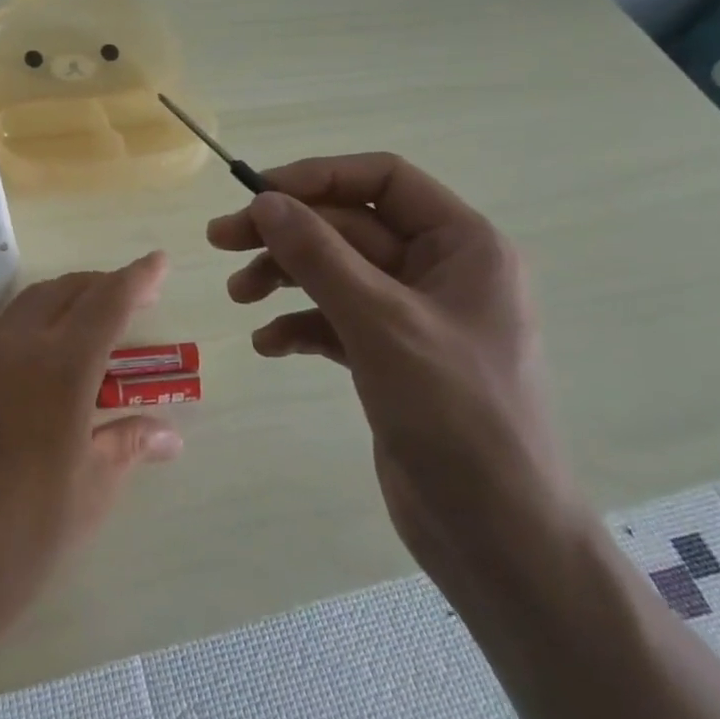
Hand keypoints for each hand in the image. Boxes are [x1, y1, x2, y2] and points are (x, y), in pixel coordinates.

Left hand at [0, 253, 182, 632]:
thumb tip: (169, 433)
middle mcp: (20, 352)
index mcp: (59, 370)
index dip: (137, 280)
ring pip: (33, 305)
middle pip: (65, 292)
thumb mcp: (90, 492)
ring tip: (103, 320)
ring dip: (69, 298)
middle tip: (138, 297)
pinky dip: (44, 322)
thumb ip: (128, 446)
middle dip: (103, 284)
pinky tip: (60, 358)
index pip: (105, 305)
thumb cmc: (23, 536)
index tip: (160, 261)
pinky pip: (13, 331)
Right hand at [207, 155, 586, 582]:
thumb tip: (265, 201)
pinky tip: (269, 344)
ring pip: (336, 272)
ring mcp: (413, 316)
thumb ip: (320, 256)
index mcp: (462, 245)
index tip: (257, 194)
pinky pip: (335, 319)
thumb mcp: (381, 323)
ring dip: (284, 277)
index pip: (383, 179)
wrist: (499, 540)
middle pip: (349, 226)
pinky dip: (300, 323)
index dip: (318, 177)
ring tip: (239, 296)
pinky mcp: (390, 357)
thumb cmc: (457, 417)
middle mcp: (439, 270)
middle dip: (286, 234)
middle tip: (220, 241)